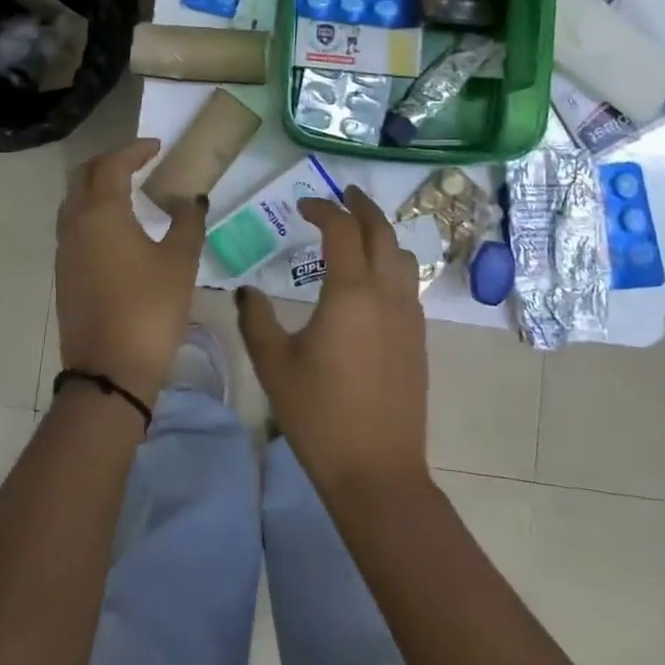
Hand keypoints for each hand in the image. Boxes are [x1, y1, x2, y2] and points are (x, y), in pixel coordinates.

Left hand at [55, 138, 206, 405]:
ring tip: (129, 190)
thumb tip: (191, 198)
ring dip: (97, 187)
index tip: (157, 147)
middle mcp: (75, 223)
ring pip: (74, 200)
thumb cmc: (150, 309)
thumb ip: (187, 222)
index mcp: (101, 212)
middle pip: (84, 175)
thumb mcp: (180, 262)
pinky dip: (92, 212)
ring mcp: (65, 250)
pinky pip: (73, 226)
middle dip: (110, 162)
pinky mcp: (64, 273)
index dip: (135, 150)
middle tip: (139, 162)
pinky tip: (117, 228)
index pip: (112, 164)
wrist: (109, 371)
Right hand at [236, 186, 428, 493]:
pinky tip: (372, 280)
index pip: (341, 229)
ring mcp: (408, 315)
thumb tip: (247, 291)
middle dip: (362, 206)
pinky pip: (408, 283)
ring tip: (359, 232)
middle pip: (381, 231)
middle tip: (344, 194)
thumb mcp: (274, 365)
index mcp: (350, 292)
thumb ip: (256, 320)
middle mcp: (386, 293)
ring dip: (381, 234)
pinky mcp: (417, 337)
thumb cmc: (319, 415)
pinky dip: (391, 263)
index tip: (302, 206)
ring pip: (402, 256)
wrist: (376, 470)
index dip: (322, 208)